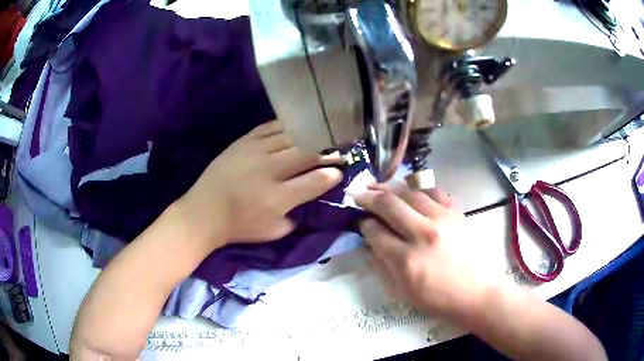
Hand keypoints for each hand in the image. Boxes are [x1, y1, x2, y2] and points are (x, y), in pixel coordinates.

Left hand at [179, 120, 341, 246]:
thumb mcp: (273, 231)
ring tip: (317, 141)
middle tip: (335, 154)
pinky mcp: (243, 141)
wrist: (204, 212)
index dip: (332, 175)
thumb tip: (312, 197)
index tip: (339, 172)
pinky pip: (270, 127)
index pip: (315, 181)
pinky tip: (294, 130)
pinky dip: (286, 128)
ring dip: (308, 139)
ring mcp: (255, 151)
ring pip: (291, 137)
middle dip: (325, 153)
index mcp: (278, 198)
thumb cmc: (239, 226)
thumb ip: (297, 216)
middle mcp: (269, 170)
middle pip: (307, 154)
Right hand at [355, 185, 483, 315]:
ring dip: (390, 187)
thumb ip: (382, 267)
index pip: (375, 232)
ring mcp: (442, 219)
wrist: (476, 292)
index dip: (363, 225)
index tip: (360, 221)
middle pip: (389, 205)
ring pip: (410, 193)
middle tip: (359, 194)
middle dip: (369, 198)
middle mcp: (422, 233)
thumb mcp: (403, 292)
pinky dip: (420, 189)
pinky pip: (435, 192)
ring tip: (377, 185)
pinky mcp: (457, 213)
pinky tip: (411, 190)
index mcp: (406, 259)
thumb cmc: (438, 298)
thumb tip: (368, 245)